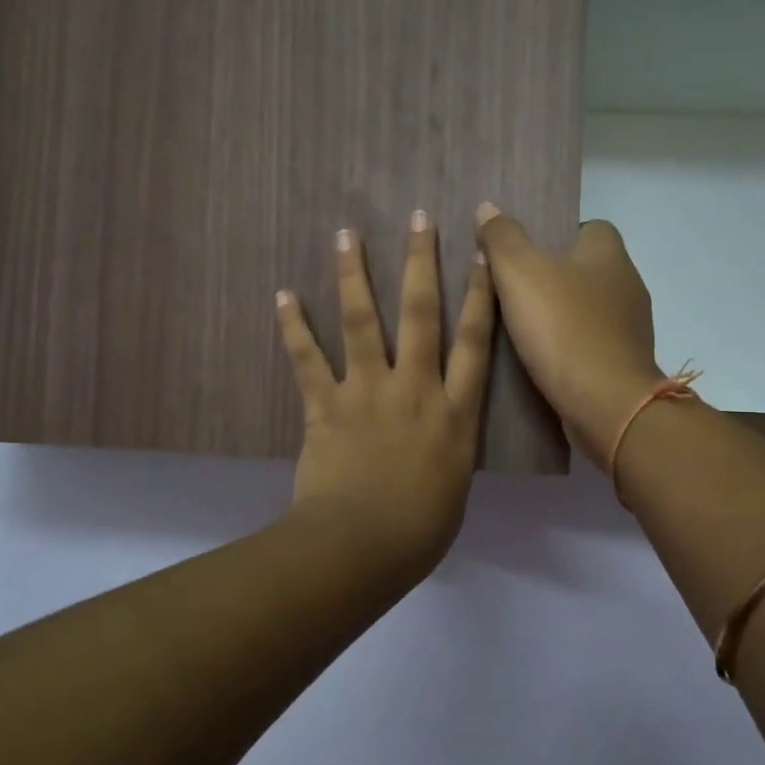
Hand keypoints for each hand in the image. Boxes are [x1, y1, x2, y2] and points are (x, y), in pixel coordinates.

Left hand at [277, 212, 495, 582]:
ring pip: (363, 322)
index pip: (474, 342)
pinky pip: (307, 359)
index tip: (482, 255)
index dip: (481, 295)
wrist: (362, 547)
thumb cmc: (419, 532)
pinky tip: (282, 295)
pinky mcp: (326, 406)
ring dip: (354, 275)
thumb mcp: (454, 488)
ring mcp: (368, 393)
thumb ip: (449, 451)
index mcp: (456, 414)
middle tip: (419, 218)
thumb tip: (440, 439)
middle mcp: (416, 389)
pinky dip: (293, 327)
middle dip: (423, 263)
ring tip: (347, 234)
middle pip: (423, 314)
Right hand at [473, 203, 664, 465]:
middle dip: (550, 277)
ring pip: (586, 309)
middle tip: (507, 290)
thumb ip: (502, 239)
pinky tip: (539, 360)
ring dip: (558, 316)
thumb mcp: (520, 274)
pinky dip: (566, 347)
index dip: (553, 234)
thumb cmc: (564, 329)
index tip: (520, 253)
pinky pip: (589, 344)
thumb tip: (488, 208)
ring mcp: (629, 327)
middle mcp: (627, 284)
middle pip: (584, 269)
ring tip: (516, 327)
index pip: (586, 227)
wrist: (606, 404)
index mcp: (609, 253)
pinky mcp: (623, 363)